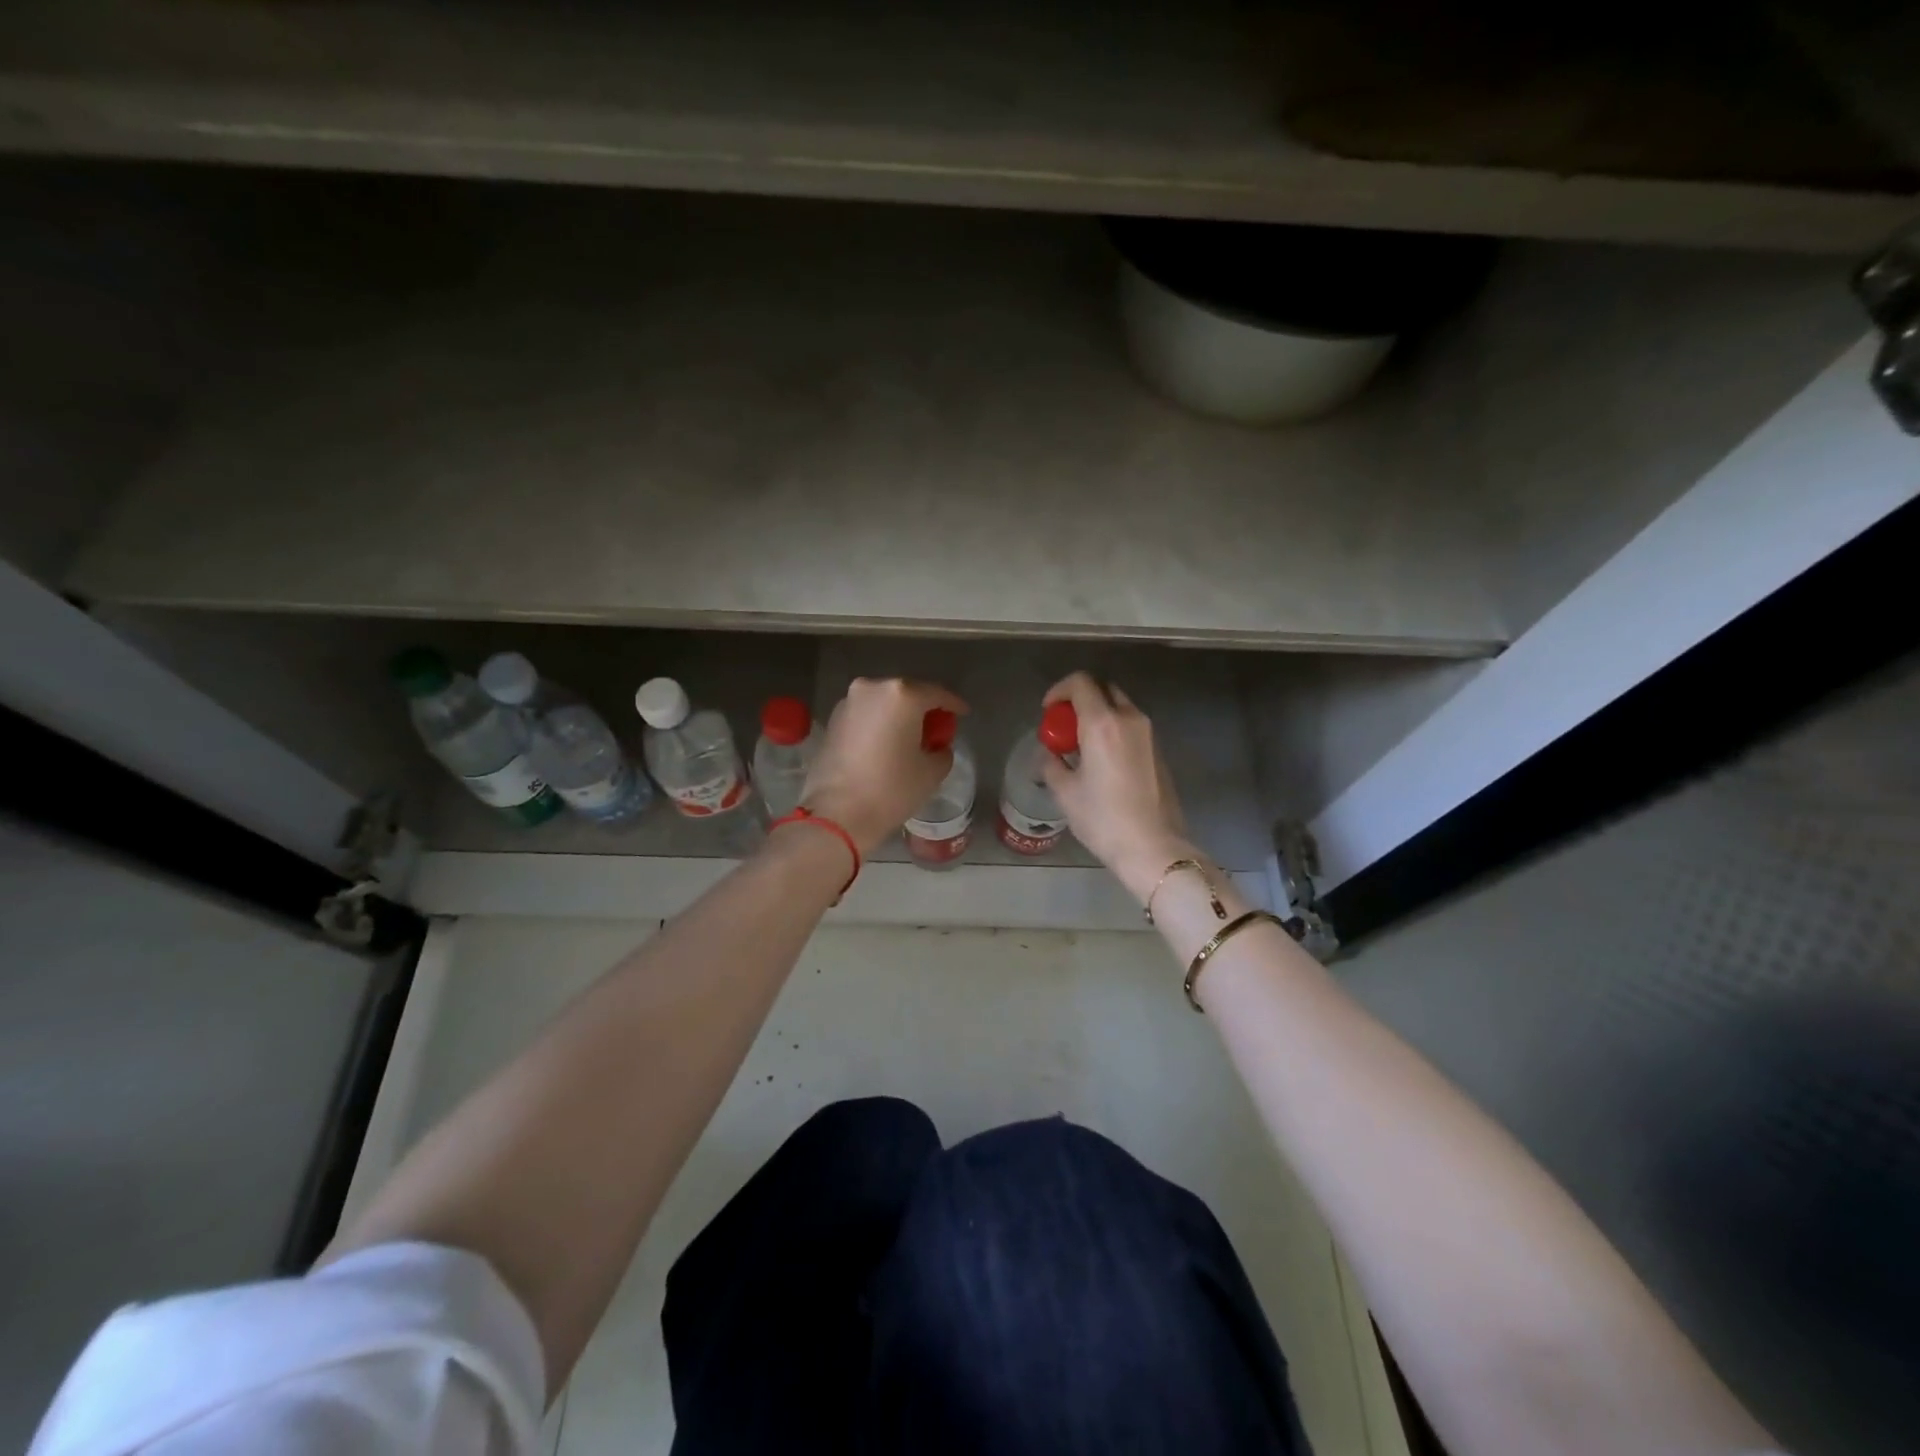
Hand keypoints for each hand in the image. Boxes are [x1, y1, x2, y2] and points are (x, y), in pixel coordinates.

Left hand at [801, 678, 968, 853]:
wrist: (838, 813)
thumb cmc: (892, 789)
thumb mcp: (932, 771)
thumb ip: (942, 750)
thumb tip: (936, 746)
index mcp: (902, 695)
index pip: (936, 694)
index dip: (953, 705)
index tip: (963, 714)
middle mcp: (872, 688)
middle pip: (907, 694)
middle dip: (923, 709)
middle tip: (936, 729)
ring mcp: (848, 702)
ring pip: (883, 703)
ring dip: (898, 716)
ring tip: (910, 738)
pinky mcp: (832, 720)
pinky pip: (865, 715)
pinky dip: (878, 724)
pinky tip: (885, 744)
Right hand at [1041, 672, 1193, 900]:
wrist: (1152, 847)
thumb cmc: (1103, 819)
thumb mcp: (1065, 792)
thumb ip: (1052, 764)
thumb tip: (1050, 755)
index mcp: (1102, 723)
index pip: (1080, 683)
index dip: (1059, 690)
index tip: (1048, 712)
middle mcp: (1129, 719)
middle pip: (1103, 689)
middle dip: (1080, 700)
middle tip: (1064, 727)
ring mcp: (1149, 734)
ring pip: (1120, 707)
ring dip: (1099, 715)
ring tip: (1082, 746)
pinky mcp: (1158, 750)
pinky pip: (1131, 726)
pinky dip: (1114, 730)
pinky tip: (1103, 761)